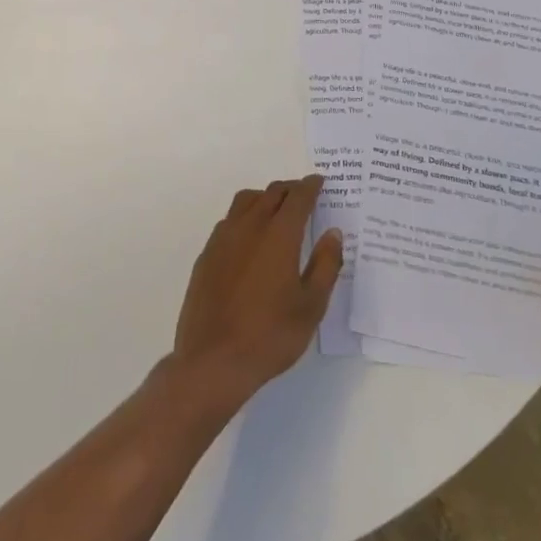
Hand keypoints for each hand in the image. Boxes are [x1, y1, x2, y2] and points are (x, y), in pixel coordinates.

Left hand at [171, 176, 342, 405]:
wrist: (213, 359)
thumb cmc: (270, 335)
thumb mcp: (311, 305)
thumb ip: (326, 265)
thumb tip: (333, 233)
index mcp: (278, 234)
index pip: (298, 198)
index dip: (310, 186)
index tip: (320, 181)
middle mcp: (249, 226)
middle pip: (271, 193)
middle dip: (290, 189)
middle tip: (303, 195)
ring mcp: (223, 238)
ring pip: (246, 202)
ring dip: (265, 198)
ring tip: (277, 210)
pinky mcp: (207, 254)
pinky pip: (229, 221)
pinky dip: (244, 217)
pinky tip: (250, 238)